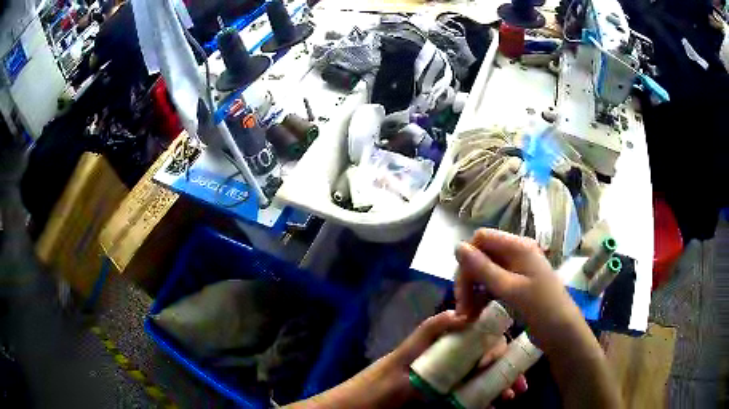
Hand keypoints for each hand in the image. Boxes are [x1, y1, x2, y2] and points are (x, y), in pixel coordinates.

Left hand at [288, 310, 526, 408]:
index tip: (514, 359)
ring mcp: (447, 377)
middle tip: (518, 386)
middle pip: (485, 359)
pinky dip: (483, 398)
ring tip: (511, 396)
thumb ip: (431, 332)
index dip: (499, 345)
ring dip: (498, 385)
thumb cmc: (384, 380)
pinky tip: (492, 406)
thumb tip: (463, 314)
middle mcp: (448, 357)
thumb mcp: (405, 354)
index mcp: (443, 343)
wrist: (363, 403)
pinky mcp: (443, 393)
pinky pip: (468, 393)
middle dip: (505, 369)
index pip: (480, 337)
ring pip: (481, 377)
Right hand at [455, 228, 585, 350]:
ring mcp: (516, 270)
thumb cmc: (540, 308)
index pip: (482, 238)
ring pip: (484, 272)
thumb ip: (483, 268)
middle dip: (468, 280)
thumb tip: (458, 246)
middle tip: (462, 308)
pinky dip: (481, 297)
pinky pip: (492, 284)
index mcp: (518, 247)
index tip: (461, 287)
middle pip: (481, 256)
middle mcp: (516, 253)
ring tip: (467, 315)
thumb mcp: (510, 289)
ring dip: (472, 291)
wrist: (562, 331)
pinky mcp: (516, 286)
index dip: (468, 258)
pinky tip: (476, 313)